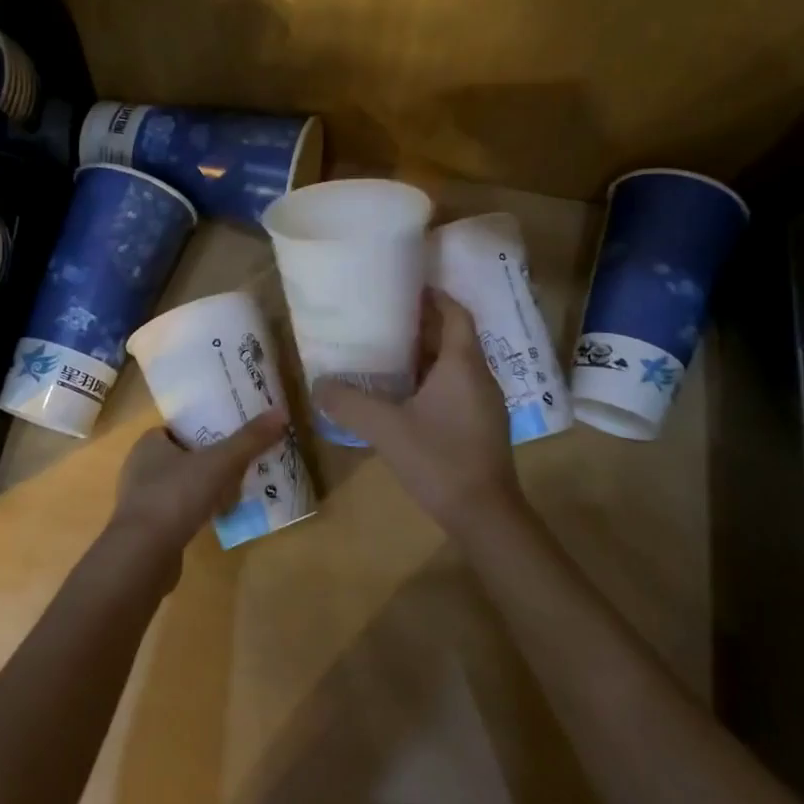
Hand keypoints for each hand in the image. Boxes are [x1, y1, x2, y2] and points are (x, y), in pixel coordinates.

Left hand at [107, 409, 290, 567]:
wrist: (142, 556)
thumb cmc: (175, 496)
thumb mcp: (219, 463)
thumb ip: (249, 440)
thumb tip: (280, 413)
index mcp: (149, 443)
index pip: (181, 428)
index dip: (207, 429)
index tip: (233, 435)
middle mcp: (140, 467)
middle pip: (185, 456)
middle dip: (212, 461)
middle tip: (242, 464)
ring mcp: (141, 500)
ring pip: (182, 485)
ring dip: (206, 488)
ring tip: (236, 490)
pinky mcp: (147, 529)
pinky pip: (178, 511)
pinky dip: (197, 511)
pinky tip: (217, 518)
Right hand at [313, 289, 523, 532]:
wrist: (486, 515)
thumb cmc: (440, 460)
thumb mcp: (386, 429)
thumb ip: (349, 404)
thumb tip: (318, 385)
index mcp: (463, 364)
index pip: (455, 314)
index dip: (434, 296)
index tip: (406, 288)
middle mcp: (479, 376)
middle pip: (454, 336)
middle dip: (423, 324)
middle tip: (384, 318)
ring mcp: (484, 403)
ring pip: (456, 364)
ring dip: (427, 354)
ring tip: (388, 351)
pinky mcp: (482, 425)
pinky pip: (457, 387)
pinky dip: (433, 380)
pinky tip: (405, 395)